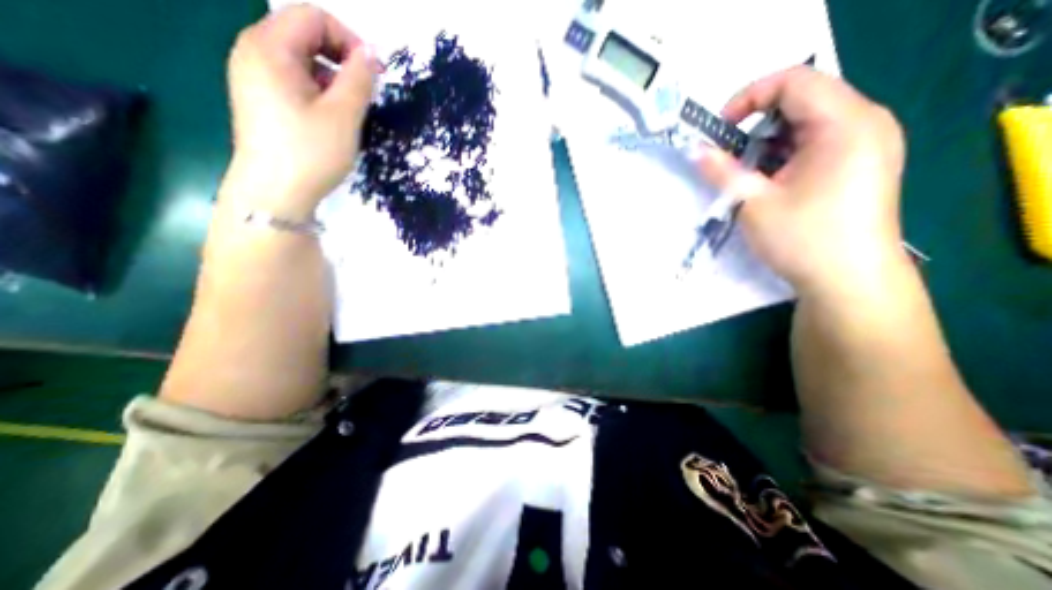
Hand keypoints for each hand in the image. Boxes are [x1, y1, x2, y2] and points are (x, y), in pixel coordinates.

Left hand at [223, 4, 380, 217]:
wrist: (275, 192)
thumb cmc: (311, 152)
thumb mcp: (343, 115)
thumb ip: (359, 79)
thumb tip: (370, 54)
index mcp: (269, 47)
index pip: (312, 16)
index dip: (349, 39)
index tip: (374, 73)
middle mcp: (254, 53)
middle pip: (304, 34)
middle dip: (341, 59)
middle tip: (364, 93)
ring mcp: (253, 77)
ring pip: (301, 60)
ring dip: (332, 78)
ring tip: (349, 110)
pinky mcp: (260, 100)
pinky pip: (294, 80)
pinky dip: (318, 91)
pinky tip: (330, 118)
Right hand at [696, 66, 909, 299]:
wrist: (849, 280)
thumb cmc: (803, 239)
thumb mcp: (753, 203)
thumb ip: (722, 171)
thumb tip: (695, 150)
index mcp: (845, 124)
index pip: (794, 80)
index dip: (749, 97)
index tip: (720, 129)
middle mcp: (865, 122)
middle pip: (802, 98)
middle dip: (757, 123)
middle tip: (730, 156)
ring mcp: (868, 142)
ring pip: (807, 122)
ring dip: (769, 142)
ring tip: (748, 174)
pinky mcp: (862, 162)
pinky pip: (818, 141)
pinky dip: (786, 153)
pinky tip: (772, 181)